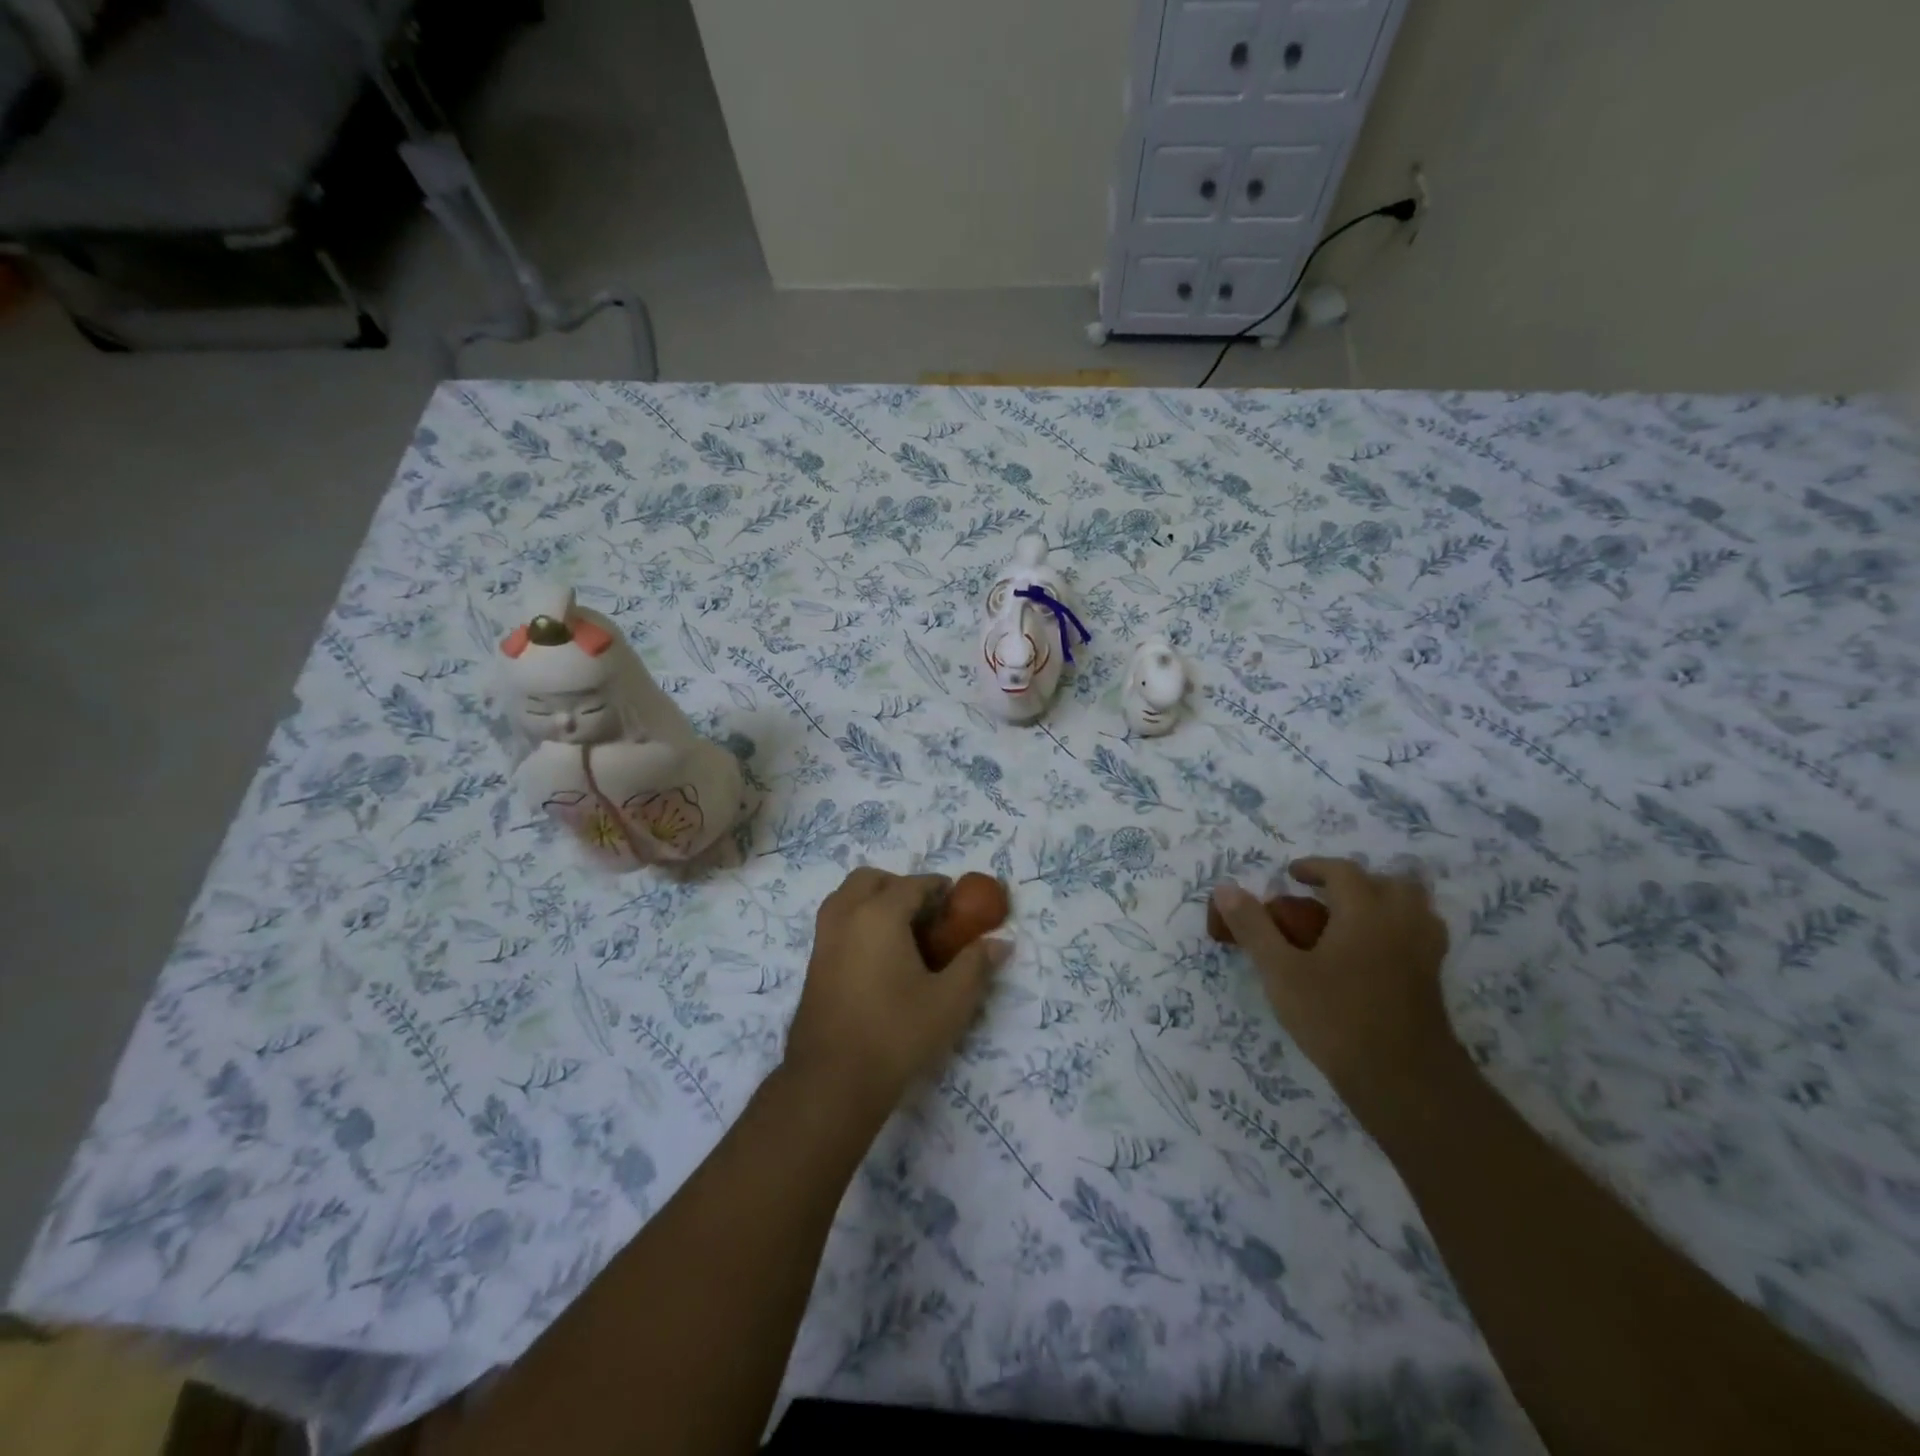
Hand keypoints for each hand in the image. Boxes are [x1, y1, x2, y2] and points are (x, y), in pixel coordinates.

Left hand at [783, 867, 1008, 1118]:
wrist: (832, 1081)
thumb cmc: (896, 1033)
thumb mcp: (950, 1001)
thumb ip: (976, 965)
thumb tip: (1000, 943)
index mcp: (879, 914)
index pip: (912, 884)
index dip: (937, 887)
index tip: (956, 900)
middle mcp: (846, 916)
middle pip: (870, 880)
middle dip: (899, 885)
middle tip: (925, 912)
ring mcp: (823, 940)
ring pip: (846, 898)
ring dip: (873, 900)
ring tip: (901, 932)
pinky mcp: (813, 964)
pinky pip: (837, 923)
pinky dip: (857, 921)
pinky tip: (879, 957)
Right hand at [1211, 857, 1456, 1123]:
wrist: (1404, 1080)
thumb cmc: (1336, 1019)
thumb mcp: (1280, 972)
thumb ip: (1253, 927)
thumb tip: (1225, 887)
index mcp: (1365, 911)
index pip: (1343, 871)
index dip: (1315, 867)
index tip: (1292, 875)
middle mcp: (1401, 922)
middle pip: (1389, 882)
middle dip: (1357, 882)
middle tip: (1325, 897)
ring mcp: (1424, 951)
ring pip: (1415, 907)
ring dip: (1385, 901)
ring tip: (1354, 919)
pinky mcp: (1433, 980)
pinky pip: (1422, 935)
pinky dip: (1400, 929)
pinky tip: (1376, 953)